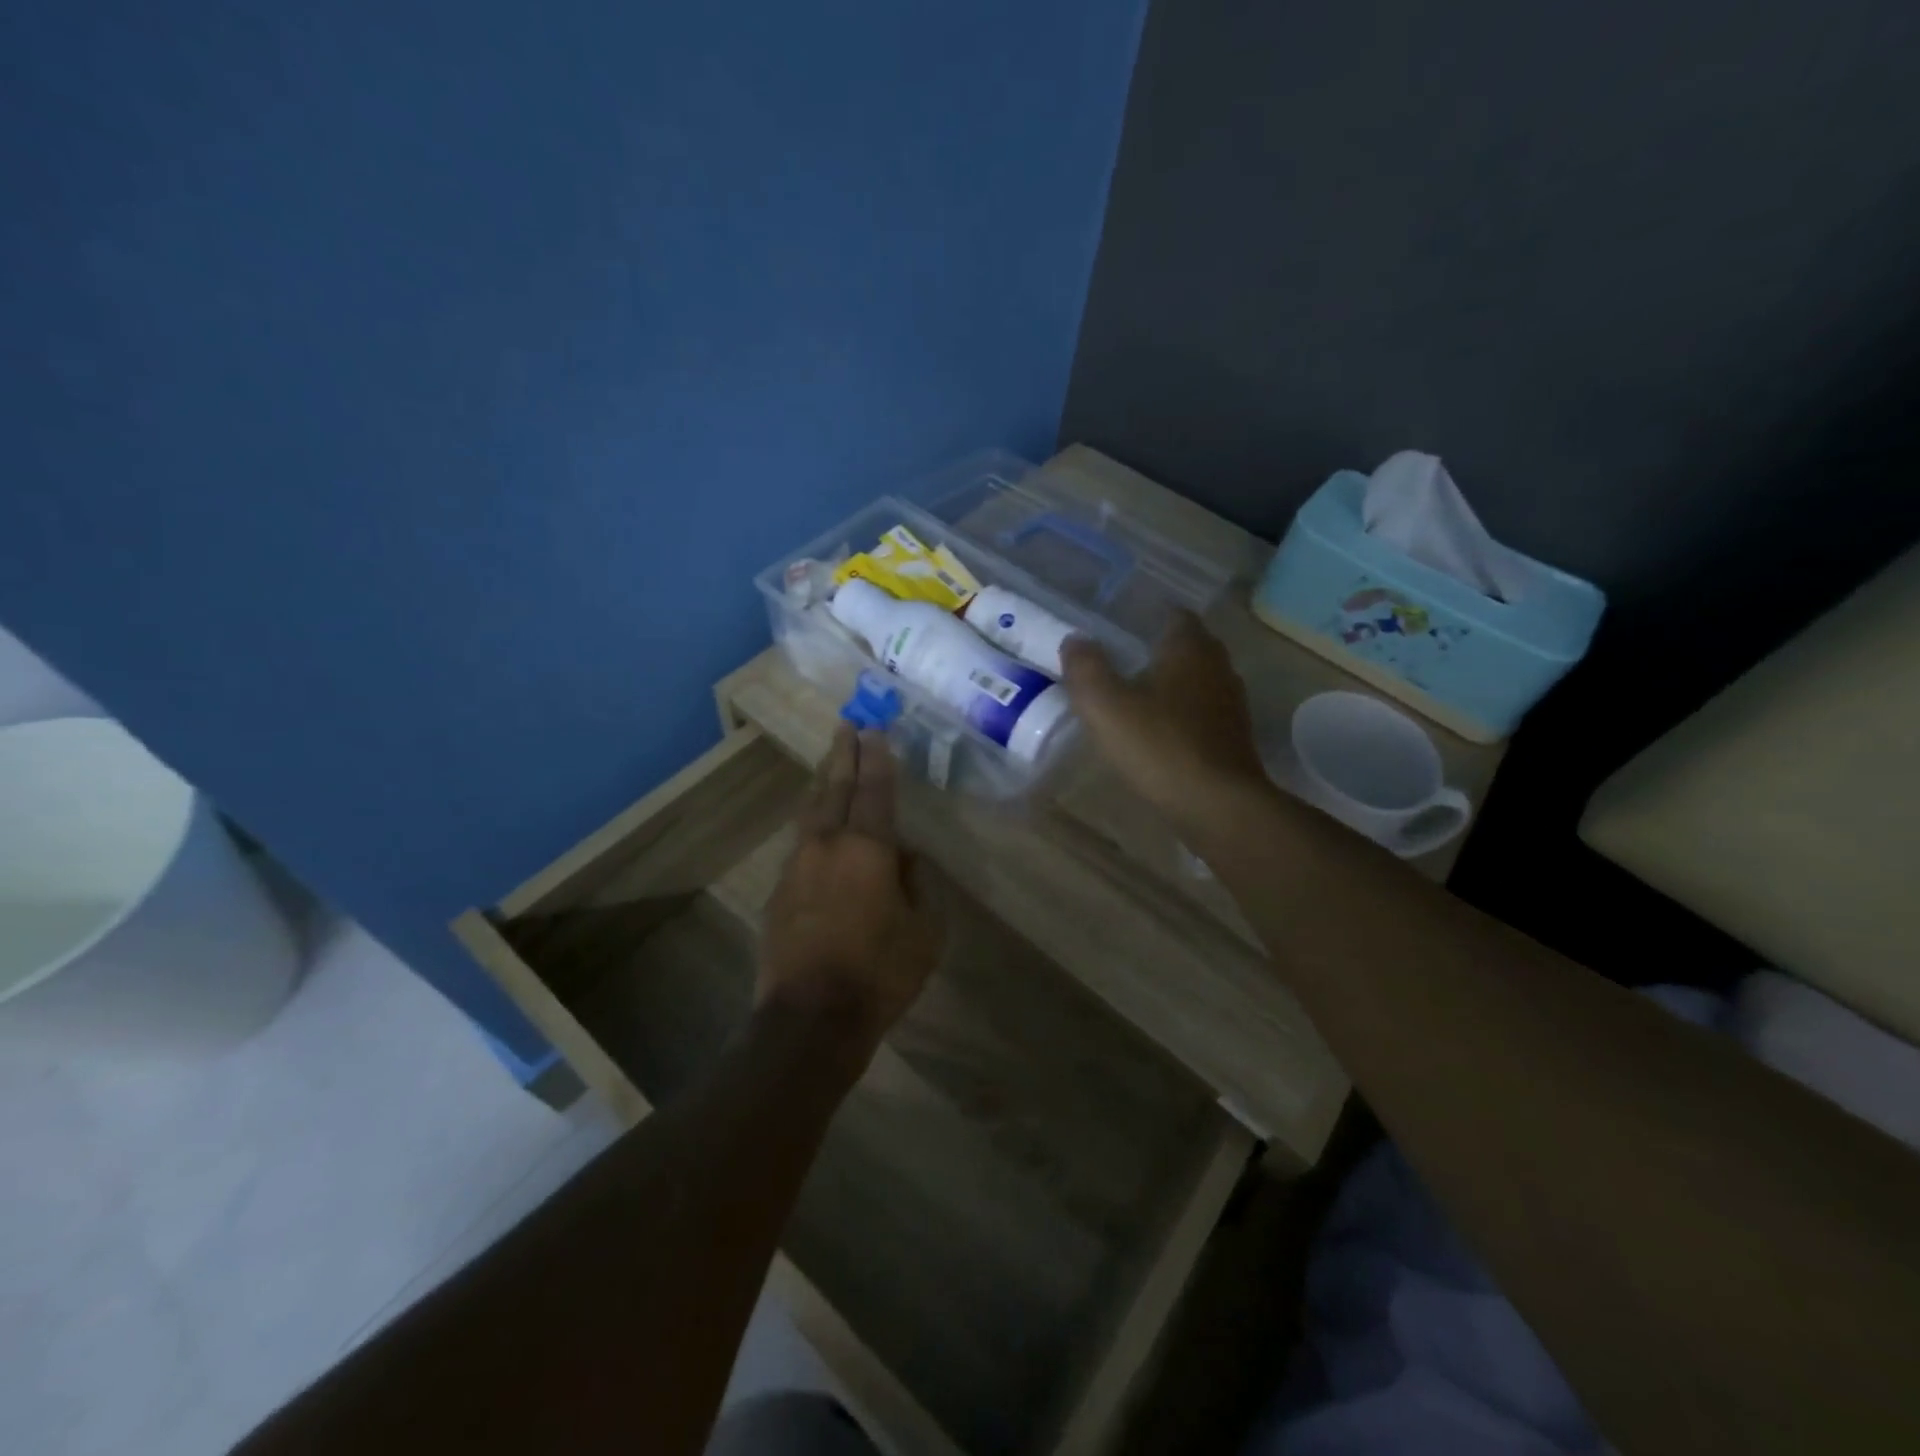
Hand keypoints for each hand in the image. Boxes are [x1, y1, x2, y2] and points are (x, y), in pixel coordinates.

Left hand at [759, 725, 942, 1049]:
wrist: (810, 1018)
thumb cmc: (880, 972)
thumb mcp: (925, 930)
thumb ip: (918, 884)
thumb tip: (905, 859)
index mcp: (867, 848)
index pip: (874, 789)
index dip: (876, 758)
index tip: (874, 730)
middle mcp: (827, 845)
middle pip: (833, 787)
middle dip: (842, 755)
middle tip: (847, 726)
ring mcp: (796, 867)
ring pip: (810, 812)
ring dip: (821, 783)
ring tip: (829, 764)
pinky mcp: (779, 892)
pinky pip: (800, 845)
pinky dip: (811, 825)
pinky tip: (817, 828)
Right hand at [1060, 612, 1269, 838]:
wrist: (1218, 805)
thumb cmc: (1160, 746)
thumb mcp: (1106, 707)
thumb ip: (1086, 669)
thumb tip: (1074, 640)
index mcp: (1190, 649)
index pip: (1175, 615)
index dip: (1149, 617)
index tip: (1122, 628)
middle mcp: (1218, 667)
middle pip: (1189, 647)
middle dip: (1160, 650)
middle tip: (1123, 661)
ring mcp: (1231, 704)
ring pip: (1199, 680)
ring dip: (1173, 684)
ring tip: (1138, 697)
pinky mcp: (1235, 737)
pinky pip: (1205, 712)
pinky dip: (1184, 714)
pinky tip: (1161, 732)